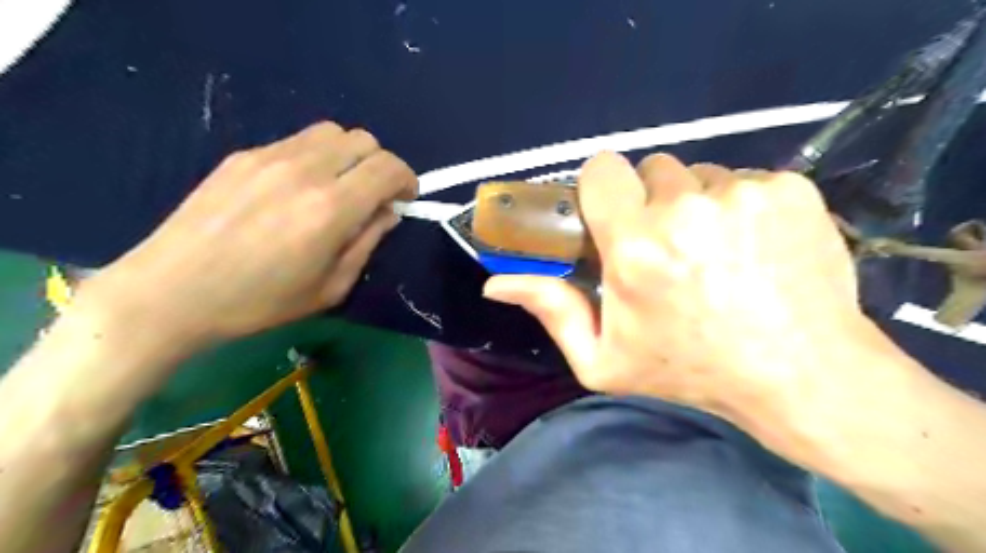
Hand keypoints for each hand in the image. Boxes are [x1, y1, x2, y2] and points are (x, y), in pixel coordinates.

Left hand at [77, 122, 412, 346]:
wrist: (172, 292)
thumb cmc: (259, 302)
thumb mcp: (330, 287)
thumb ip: (367, 243)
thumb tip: (387, 212)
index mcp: (331, 208)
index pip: (388, 167)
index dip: (407, 179)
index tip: (404, 198)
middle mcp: (305, 171)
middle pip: (364, 140)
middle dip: (380, 165)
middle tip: (373, 195)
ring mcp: (270, 157)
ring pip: (332, 132)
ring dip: (349, 156)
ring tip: (339, 187)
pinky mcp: (244, 155)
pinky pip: (297, 142)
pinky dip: (316, 157)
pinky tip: (298, 189)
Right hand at [484, 151, 867, 419]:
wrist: (801, 374)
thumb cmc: (691, 370)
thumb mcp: (604, 358)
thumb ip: (551, 311)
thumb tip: (495, 284)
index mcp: (635, 247)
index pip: (603, 170)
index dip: (604, 189)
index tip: (615, 217)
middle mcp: (686, 209)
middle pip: (653, 170)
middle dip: (652, 201)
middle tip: (669, 246)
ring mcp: (743, 194)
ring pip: (701, 174)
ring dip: (697, 203)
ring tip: (714, 251)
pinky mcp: (790, 189)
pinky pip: (745, 179)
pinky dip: (741, 205)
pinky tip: (753, 247)